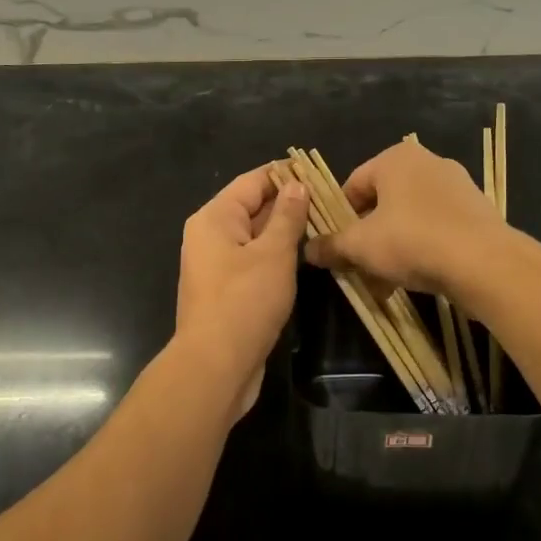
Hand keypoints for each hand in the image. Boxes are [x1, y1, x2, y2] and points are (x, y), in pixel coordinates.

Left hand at [174, 166, 310, 417]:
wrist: (216, 367)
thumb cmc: (245, 302)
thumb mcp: (273, 253)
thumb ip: (287, 216)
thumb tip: (297, 184)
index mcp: (214, 218)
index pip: (252, 182)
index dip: (284, 175)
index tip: (319, 173)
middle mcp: (210, 236)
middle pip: (252, 208)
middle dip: (289, 204)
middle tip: (330, 201)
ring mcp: (217, 265)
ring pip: (255, 237)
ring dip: (285, 232)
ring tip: (325, 225)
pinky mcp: (227, 291)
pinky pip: (254, 261)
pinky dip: (277, 256)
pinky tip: (304, 258)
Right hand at [303, 140, 508, 296]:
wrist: (485, 263)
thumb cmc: (412, 241)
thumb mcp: (360, 246)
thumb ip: (331, 245)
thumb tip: (307, 249)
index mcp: (396, 158)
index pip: (353, 185)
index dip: (339, 218)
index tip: (337, 248)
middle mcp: (427, 162)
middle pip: (382, 203)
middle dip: (368, 238)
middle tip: (360, 269)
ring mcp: (457, 186)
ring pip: (409, 218)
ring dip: (393, 248)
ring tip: (386, 284)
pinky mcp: (477, 211)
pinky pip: (437, 228)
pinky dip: (422, 249)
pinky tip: (417, 280)